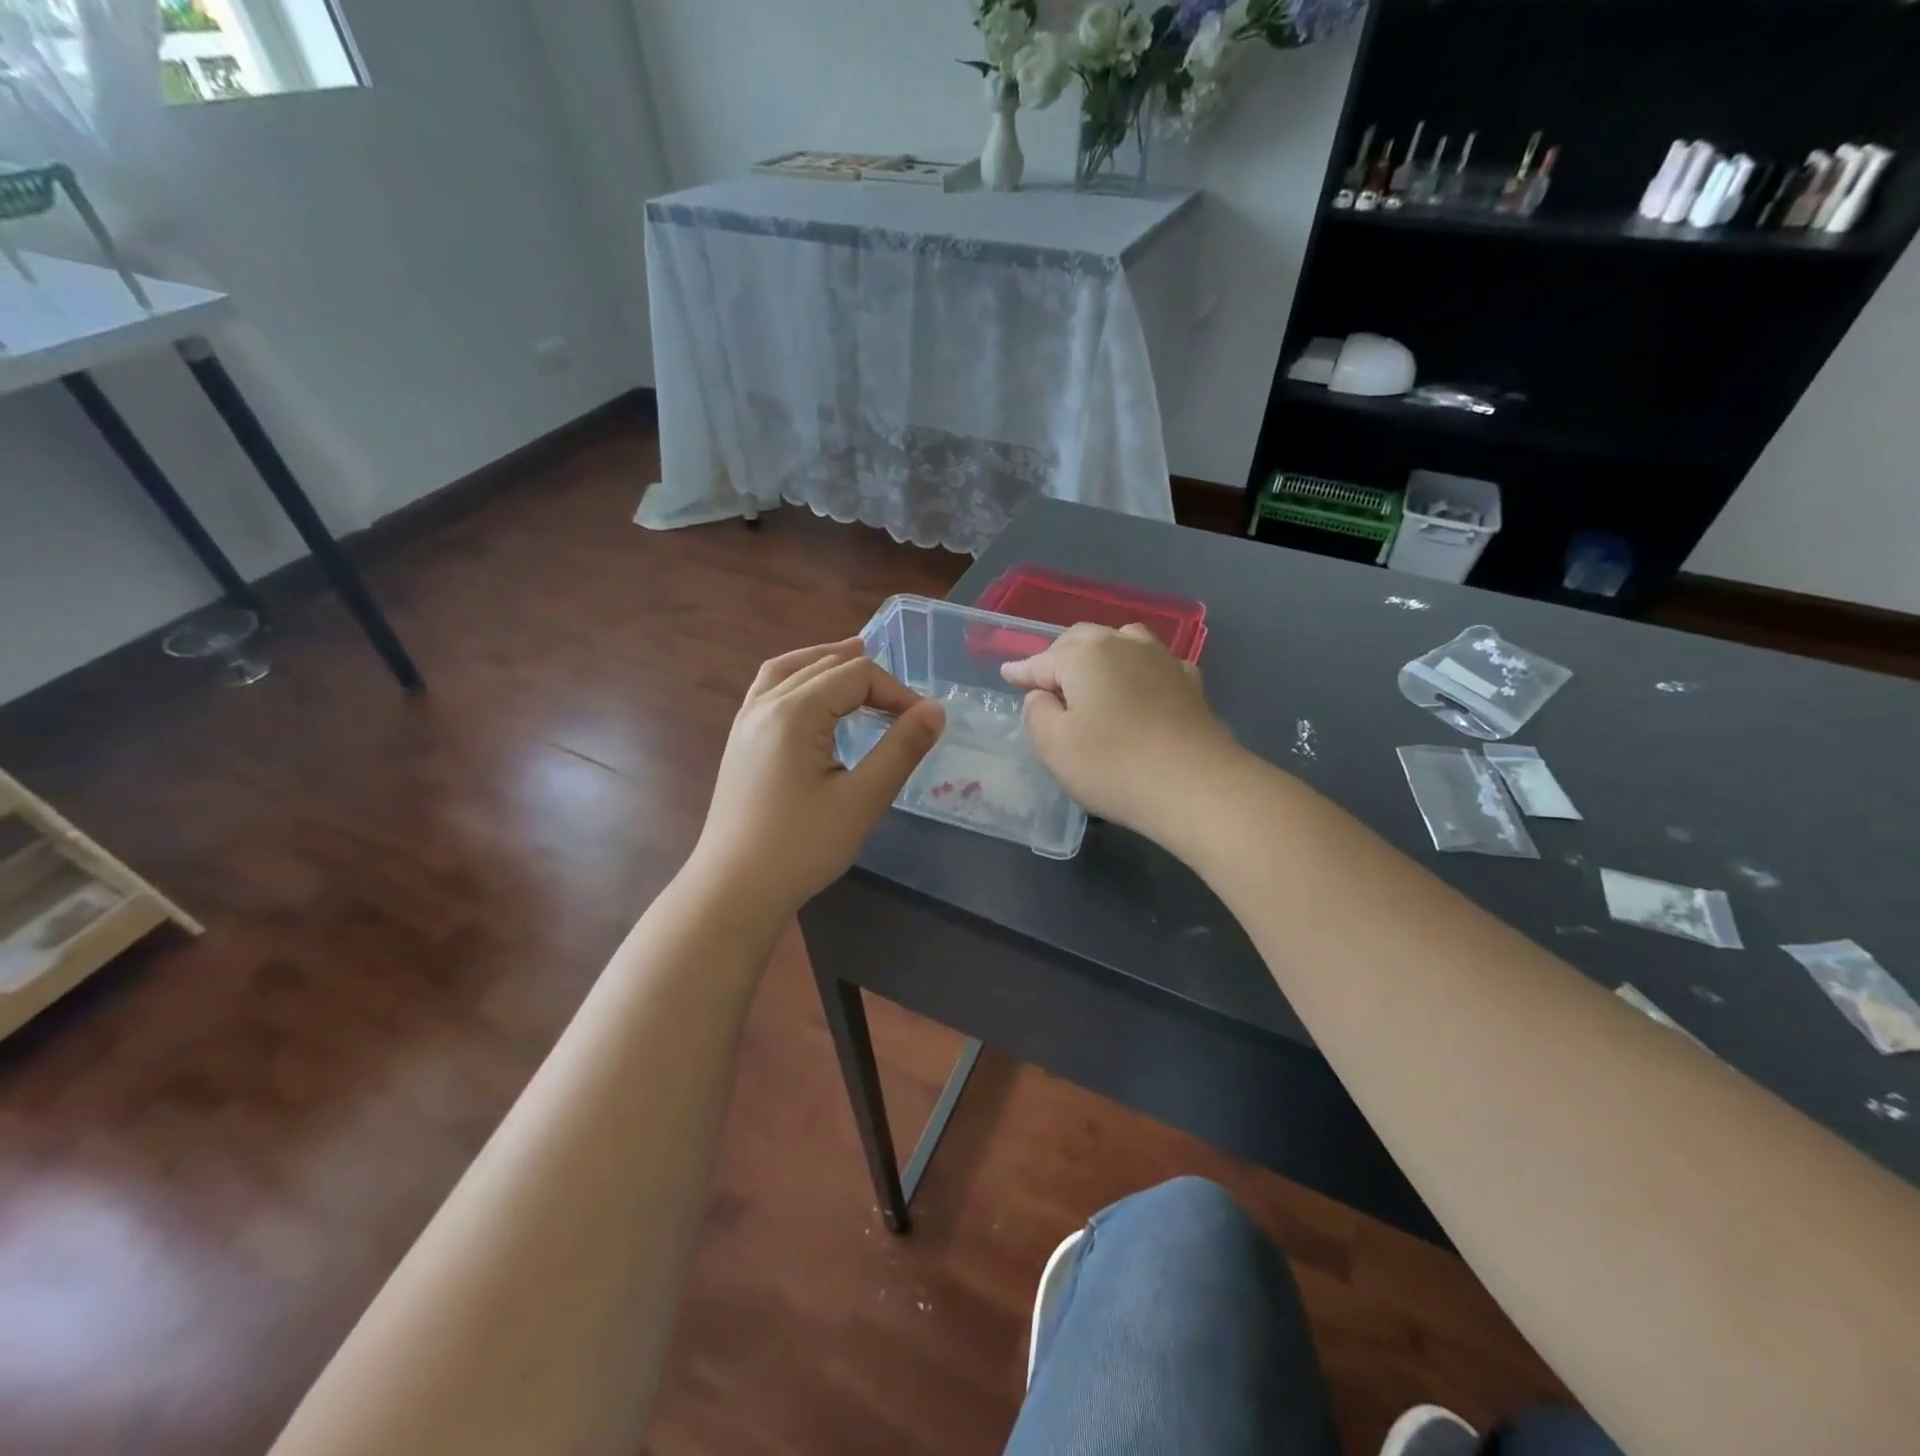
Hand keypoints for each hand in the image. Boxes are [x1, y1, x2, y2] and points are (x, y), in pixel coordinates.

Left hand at [690, 640, 944, 918]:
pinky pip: (768, 688)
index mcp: (795, 712)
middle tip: (902, 706)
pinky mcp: (740, 741)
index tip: (922, 724)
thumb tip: (935, 710)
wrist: (735, 890)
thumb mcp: (862, 799)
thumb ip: (901, 749)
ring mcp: (746, 721)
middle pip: (825, 666)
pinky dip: (797, 677)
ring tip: (856, 659)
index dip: (896, 691)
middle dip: (869, 678)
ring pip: (790, 669)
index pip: (857, 675)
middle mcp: (766, 704)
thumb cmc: (802, 847)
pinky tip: (810, 695)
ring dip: (827, 662)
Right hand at [1001, 623, 1238, 834]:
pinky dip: (1136, 670)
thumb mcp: (1054, 746)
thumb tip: (1043, 695)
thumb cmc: (1114, 765)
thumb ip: (1038, 713)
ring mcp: (1162, 660)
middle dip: (1060, 657)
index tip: (1007, 675)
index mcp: (1085, 655)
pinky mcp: (1190, 684)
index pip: (1043, 660)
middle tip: (1045, 680)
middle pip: (1083, 641)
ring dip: (1100, 655)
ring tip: (1090, 676)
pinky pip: (1153, 664)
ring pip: (1122, 642)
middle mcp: (1124, 644)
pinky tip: (1138, 686)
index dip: (1022, 671)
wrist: (1197, 786)